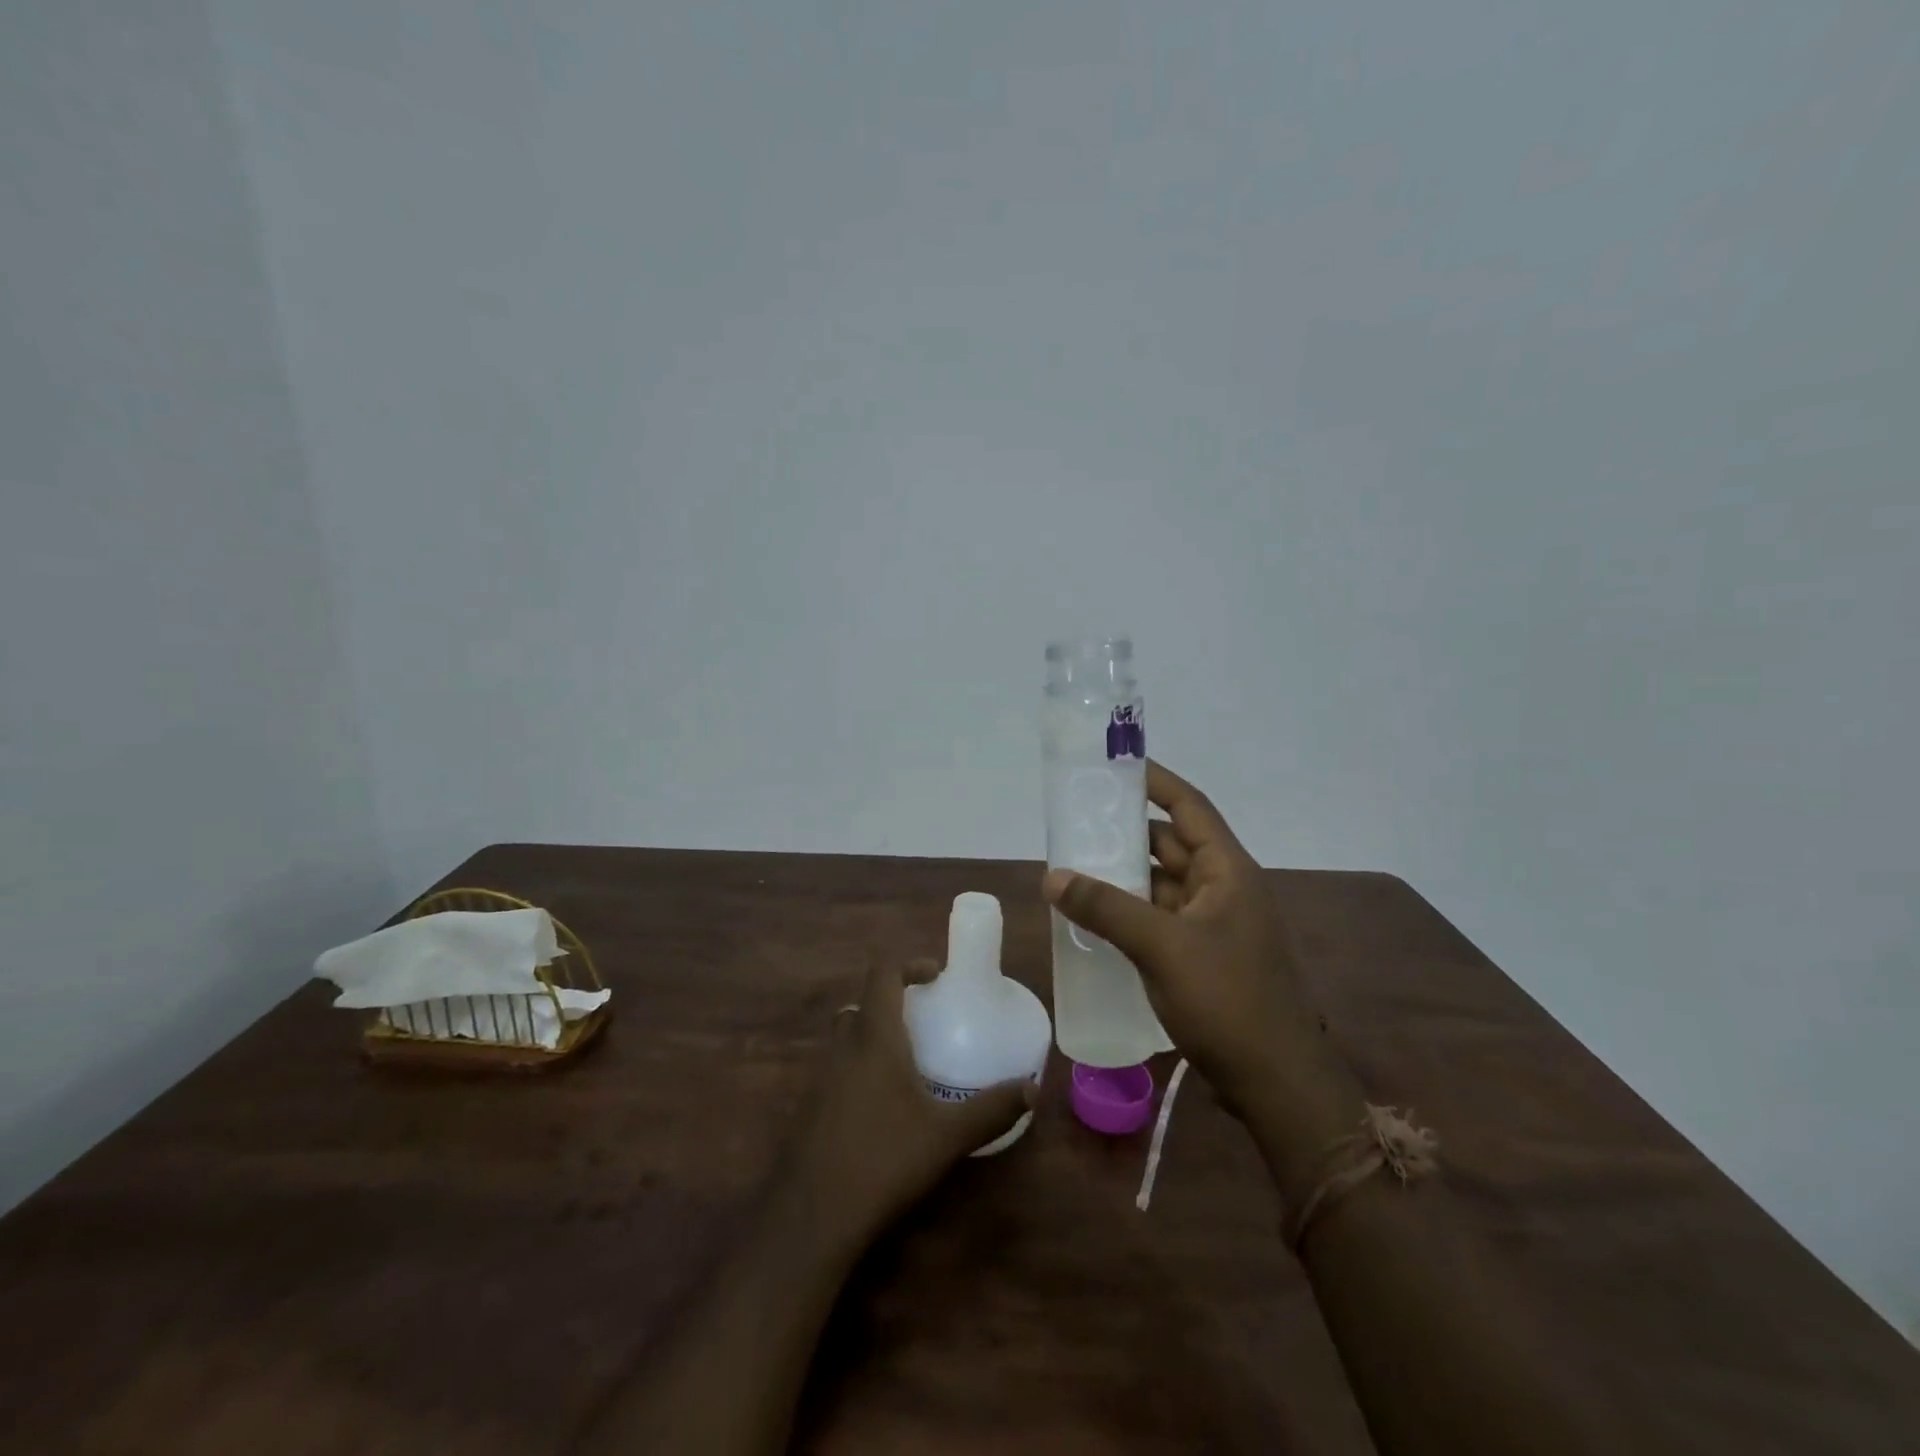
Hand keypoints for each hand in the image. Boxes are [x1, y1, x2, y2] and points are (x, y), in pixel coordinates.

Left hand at [779, 959, 1035, 1243]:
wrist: (811, 1215)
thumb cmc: (883, 1160)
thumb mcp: (947, 1136)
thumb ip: (991, 1109)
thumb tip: (1033, 1088)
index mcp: (874, 1038)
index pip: (882, 974)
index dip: (908, 964)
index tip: (935, 976)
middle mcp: (843, 1048)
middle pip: (861, 1005)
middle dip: (891, 1004)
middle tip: (924, 1023)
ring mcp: (820, 1078)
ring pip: (846, 1038)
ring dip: (874, 1039)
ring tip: (909, 1066)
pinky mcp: (810, 1108)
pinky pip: (837, 1070)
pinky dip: (860, 1071)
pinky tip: (883, 1109)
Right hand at [1042, 759, 1322, 1114]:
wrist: (1274, 1085)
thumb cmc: (1227, 1001)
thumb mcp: (1162, 947)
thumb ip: (1106, 908)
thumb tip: (1052, 876)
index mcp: (1229, 871)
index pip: (1189, 807)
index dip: (1156, 781)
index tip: (1117, 765)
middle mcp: (1225, 889)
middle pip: (1172, 844)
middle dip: (1127, 833)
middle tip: (1078, 822)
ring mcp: (1216, 925)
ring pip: (1164, 884)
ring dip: (1126, 876)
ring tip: (1075, 867)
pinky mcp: (1205, 958)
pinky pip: (1161, 919)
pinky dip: (1131, 913)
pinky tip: (1095, 919)